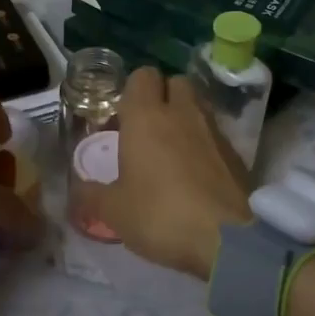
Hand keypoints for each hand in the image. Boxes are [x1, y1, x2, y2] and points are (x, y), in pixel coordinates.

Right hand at [103, 69, 252, 278]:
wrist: (227, 240)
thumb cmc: (160, 215)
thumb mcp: (114, 211)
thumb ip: (92, 195)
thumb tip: (78, 188)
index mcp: (146, 116)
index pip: (142, 75)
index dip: (132, 90)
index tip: (123, 117)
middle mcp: (182, 113)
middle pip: (175, 82)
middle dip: (162, 97)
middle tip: (147, 128)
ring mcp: (214, 131)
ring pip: (198, 106)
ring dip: (185, 118)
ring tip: (171, 151)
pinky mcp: (237, 153)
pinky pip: (215, 135)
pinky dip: (204, 144)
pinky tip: (195, 174)